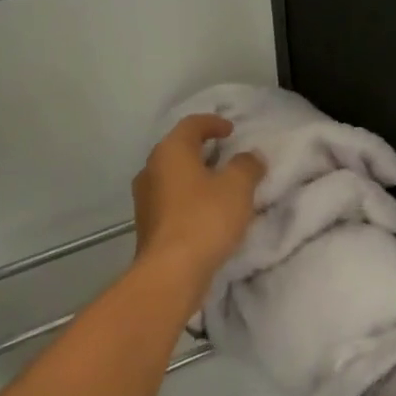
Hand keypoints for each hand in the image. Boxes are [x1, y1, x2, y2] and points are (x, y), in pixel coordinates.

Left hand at [132, 115, 263, 295]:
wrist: (170, 273)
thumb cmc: (205, 219)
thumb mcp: (237, 187)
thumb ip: (247, 166)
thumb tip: (251, 156)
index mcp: (170, 152)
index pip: (191, 125)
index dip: (213, 123)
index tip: (231, 130)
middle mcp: (151, 169)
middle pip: (178, 149)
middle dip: (202, 150)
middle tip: (226, 155)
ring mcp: (144, 199)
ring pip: (173, 176)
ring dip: (195, 176)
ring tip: (219, 185)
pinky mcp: (147, 225)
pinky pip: (171, 201)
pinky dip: (189, 198)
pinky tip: (207, 212)